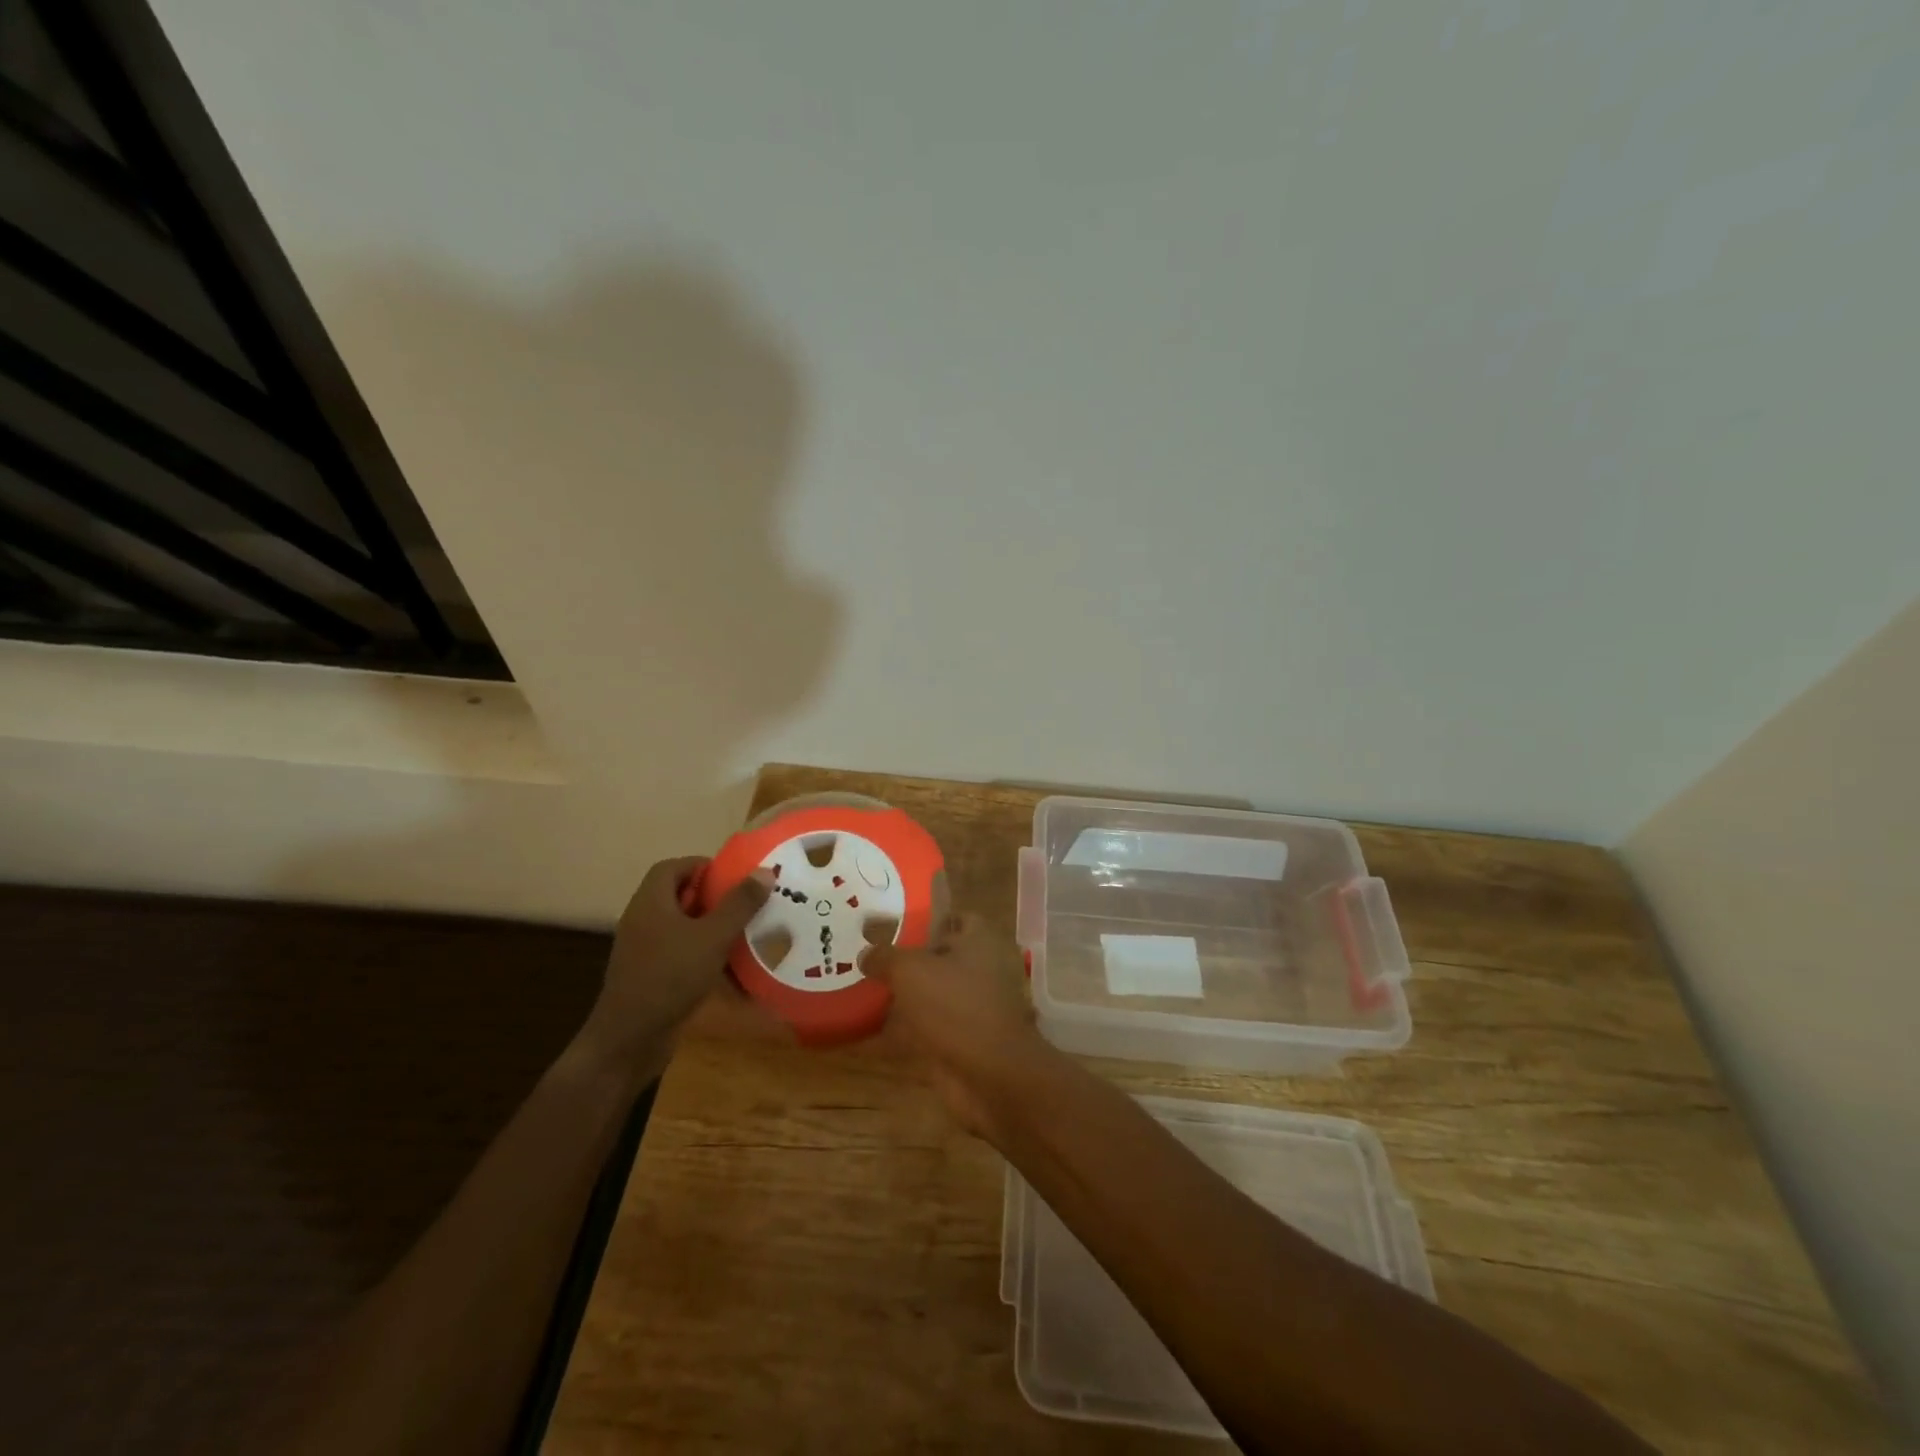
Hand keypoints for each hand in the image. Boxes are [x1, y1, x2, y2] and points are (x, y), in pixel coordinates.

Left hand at [579, 856, 769, 1077]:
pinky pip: (682, 955)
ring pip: (683, 927)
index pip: (673, 867)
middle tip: (748, 904)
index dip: (703, 866)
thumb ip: (739, 904)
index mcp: (651, 902)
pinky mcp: (651, 976)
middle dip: (715, 898)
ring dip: (713, 928)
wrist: (630, 1039)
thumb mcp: (712, 936)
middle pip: (680, 896)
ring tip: (746, 933)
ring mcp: (645, 951)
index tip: (735, 876)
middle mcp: (644, 920)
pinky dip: (705, 956)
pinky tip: (732, 970)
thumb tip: (764, 871)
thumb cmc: (670, 976)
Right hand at [865, 913, 1045, 1134]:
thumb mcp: (911, 971)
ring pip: (929, 994)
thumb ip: (886, 957)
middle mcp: (979, 969)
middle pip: (937, 957)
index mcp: (978, 941)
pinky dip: (900, 1031)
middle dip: (904, 959)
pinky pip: (924, 1029)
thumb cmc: (955, 1006)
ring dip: (900, 996)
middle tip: (865, 956)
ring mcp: (971, 1007)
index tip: (888, 923)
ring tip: (859, 989)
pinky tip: (866, 1032)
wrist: (990, 1075)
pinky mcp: (960, 1041)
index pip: (952, 917)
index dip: (922, 918)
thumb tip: (866, 954)